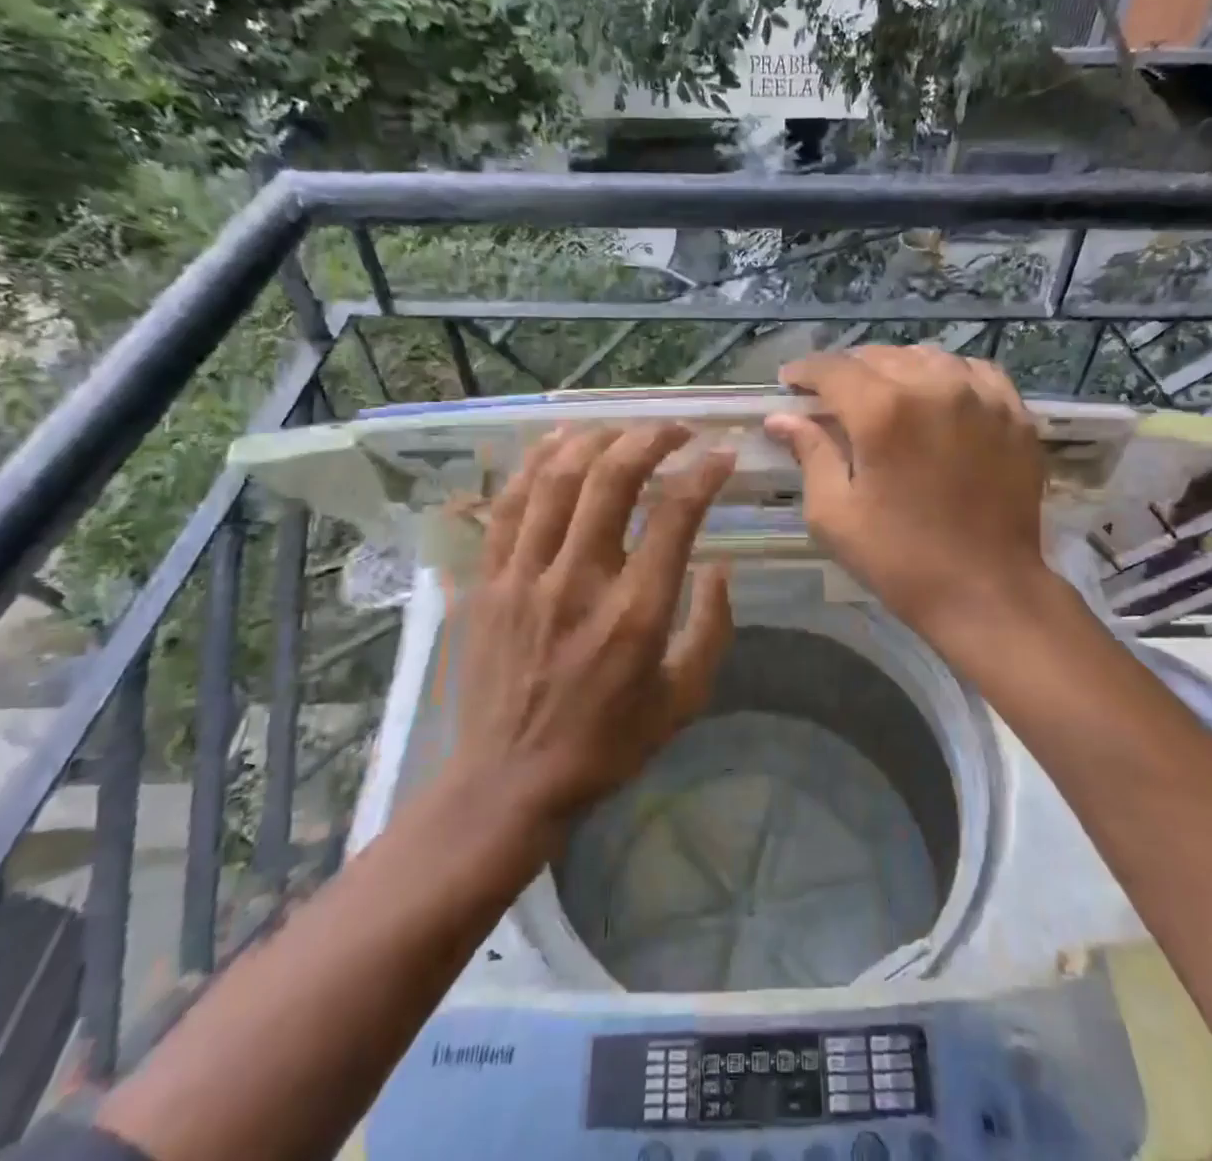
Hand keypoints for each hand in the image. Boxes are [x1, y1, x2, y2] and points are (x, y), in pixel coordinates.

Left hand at [450, 424, 733, 825]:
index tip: (722, 455)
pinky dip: (535, 464)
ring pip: (557, 480)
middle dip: (650, 439)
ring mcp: (525, 577)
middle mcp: (579, 581)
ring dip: (595, 440)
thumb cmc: (607, 743)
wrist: (509, 782)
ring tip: (623, 429)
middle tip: (676, 430)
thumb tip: (719, 566)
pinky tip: (557, 442)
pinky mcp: (489, 581)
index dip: (704, 474)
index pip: (675, 516)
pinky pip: (509, 505)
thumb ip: (712, 628)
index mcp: (636, 613)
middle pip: (612, 480)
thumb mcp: (684, 698)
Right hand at [766, 346, 1052, 640]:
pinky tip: (937, 397)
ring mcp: (981, 396)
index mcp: (882, 411)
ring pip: (926, 357)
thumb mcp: (835, 514)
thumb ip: (809, 454)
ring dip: (895, 369)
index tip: (790, 381)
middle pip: (878, 356)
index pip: (832, 369)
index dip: (805, 371)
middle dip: (847, 372)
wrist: (987, 590)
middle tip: (833, 398)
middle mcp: (933, 387)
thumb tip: (781, 418)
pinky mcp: (1014, 413)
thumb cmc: (899, 558)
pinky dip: (946, 376)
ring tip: (884, 394)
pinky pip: (973, 371)